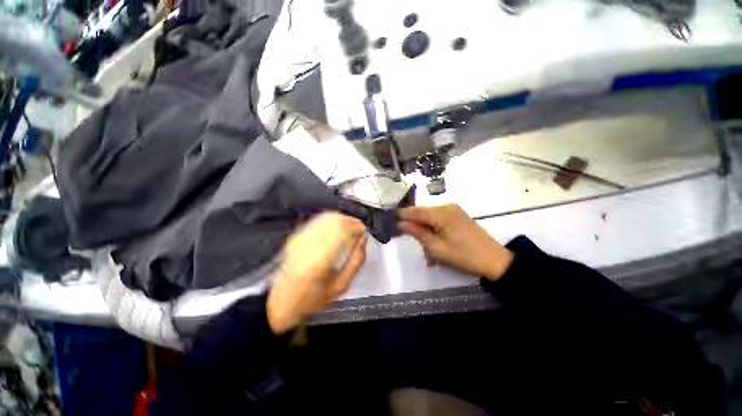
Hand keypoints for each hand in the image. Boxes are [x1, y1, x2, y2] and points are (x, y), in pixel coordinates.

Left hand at [267, 212, 367, 333]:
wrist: (281, 302)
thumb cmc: (311, 299)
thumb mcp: (339, 286)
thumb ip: (355, 262)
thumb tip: (363, 242)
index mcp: (320, 260)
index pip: (342, 231)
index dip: (356, 226)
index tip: (363, 230)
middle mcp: (308, 246)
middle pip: (335, 220)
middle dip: (351, 221)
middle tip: (359, 228)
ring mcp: (300, 239)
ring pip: (326, 217)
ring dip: (342, 219)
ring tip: (350, 227)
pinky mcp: (296, 237)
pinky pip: (317, 221)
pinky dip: (330, 220)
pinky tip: (336, 226)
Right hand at [398, 204, 513, 281]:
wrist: (495, 260)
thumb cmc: (464, 256)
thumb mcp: (437, 248)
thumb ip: (417, 233)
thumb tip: (400, 224)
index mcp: (441, 213)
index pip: (415, 211)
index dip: (401, 215)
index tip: (390, 219)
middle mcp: (446, 207)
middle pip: (422, 213)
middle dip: (415, 226)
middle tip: (411, 241)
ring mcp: (453, 210)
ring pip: (430, 218)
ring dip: (425, 231)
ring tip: (428, 251)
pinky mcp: (458, 216)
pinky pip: (439, 220)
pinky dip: (434, 230)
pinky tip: (435, 243)